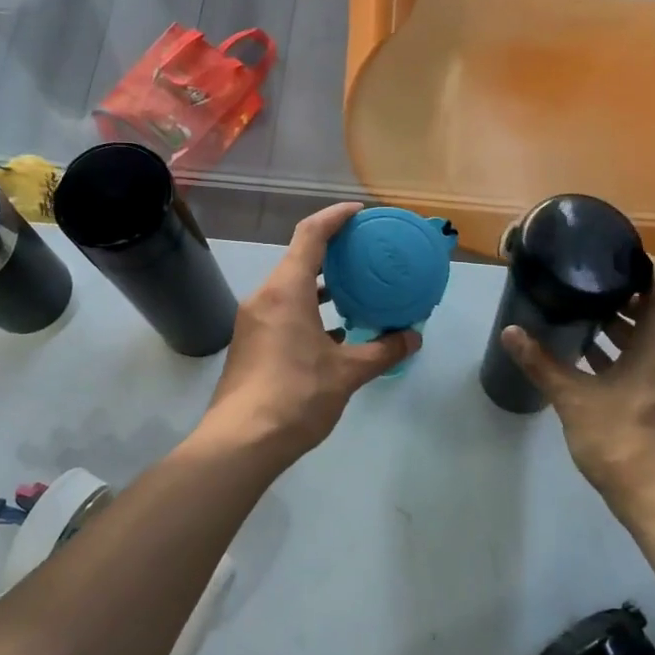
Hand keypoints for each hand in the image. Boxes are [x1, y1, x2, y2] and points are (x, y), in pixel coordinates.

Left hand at [199, 204, 419, 463]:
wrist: (242, 441)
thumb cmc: (296, 396)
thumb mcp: (347, 372)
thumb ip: (383, 351)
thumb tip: (413, 338)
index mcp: (286, 290)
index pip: (311, 235)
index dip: (336, 217)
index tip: (361, 213)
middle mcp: (265, 296)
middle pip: (299, 258)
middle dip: (333, 251)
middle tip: (367, 252)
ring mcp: (254, 320)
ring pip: (291, 287)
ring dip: (322, 283)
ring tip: (357, 288)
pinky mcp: (251, 342)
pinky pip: (284, 310)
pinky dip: (310, 309)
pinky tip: (336, 331)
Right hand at [499, 260, 654, 507]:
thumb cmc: (623, 441)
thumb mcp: (574, 399)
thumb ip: (542, 363)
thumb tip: (511, 331)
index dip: (641, 262)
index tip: (608, 254)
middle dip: (619, 294)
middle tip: (580, 282)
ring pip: (649, 339)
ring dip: (619, 327)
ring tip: (578, 315)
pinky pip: (647, 363)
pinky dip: (622, 354)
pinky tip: (588, 360)